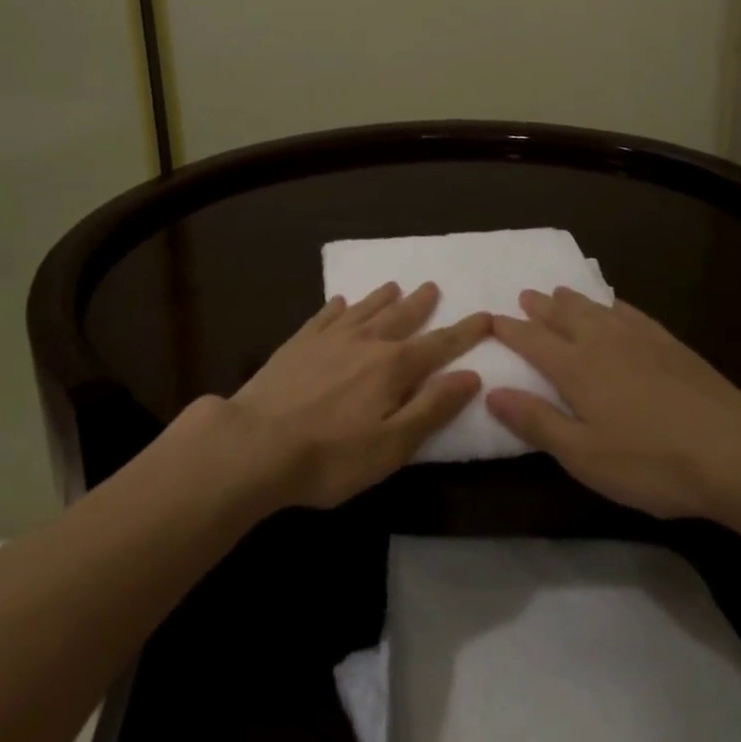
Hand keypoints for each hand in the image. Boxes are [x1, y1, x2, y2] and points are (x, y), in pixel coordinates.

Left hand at [223, 281, 488, 509]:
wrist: (255, 444)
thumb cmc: (331, 456)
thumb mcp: (392, 445)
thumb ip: (432, 408)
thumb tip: (470, 375)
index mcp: (393, 367)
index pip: (439, 345)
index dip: (464, 332)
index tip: (485, 315)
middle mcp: (365, 342)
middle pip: (400, 317)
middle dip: (421, 304)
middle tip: (433, 286)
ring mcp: (329, 339)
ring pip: (364, 310)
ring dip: (382, 298)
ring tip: (394, 285)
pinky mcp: (298, 343)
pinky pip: (324, 316)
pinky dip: (336, 307)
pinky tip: (339, 302)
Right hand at [484, 288, 740, 521]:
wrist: (732, 451)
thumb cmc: (650, 462)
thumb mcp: (583, 456)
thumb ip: (537, 422)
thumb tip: (492, 392)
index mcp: (576, 368)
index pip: (532, 342)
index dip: (510, 330)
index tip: (490, 319)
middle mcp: (602, 342)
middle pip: (563, 316)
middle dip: (540, 307)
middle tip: (524, 295)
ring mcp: (639, 339)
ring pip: (596, 309)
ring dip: (572, 300)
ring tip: (559, 291)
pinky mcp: (670, 344)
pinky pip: (631, 313)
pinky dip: (614, 305)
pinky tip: (614, 305)